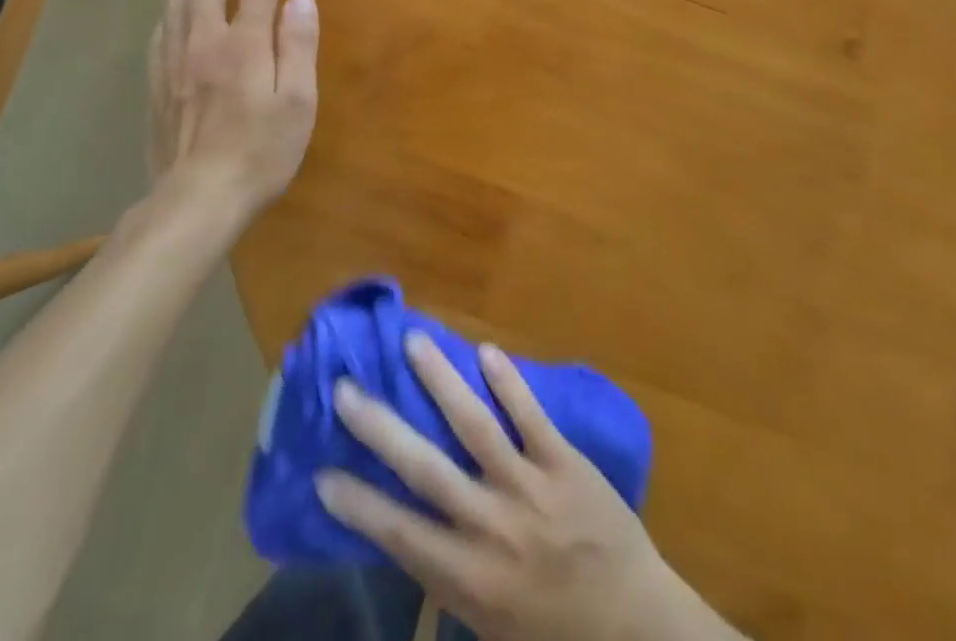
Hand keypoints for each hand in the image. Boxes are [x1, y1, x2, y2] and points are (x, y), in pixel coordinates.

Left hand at [146, 0, 318, 212]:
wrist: (198, 199)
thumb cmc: (261, 152)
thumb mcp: (297, 101)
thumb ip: (298, 44)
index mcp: (242, 43)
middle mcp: (203, 41)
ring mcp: (174, 62)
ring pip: (175, 0)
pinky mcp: (158, 84)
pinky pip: (160, 30)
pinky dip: (169, 5)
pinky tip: (171, 4)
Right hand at [317, 335, 723, 640]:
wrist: (633, 626)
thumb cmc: (551, 630)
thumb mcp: (488, 623)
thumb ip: (447, 576)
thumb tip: (402, 532)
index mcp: (468, 577)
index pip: (400, 532)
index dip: (359, 503)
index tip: (322, 471)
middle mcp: (491, 527)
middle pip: (425, 469)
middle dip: (380, 427)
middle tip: (345, 389)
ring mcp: (529, 488)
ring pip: (476, 426)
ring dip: (441, 381)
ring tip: (412, 343)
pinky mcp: (565, 463)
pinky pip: (532, 416)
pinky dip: (508, 382)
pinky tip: (485, 351)